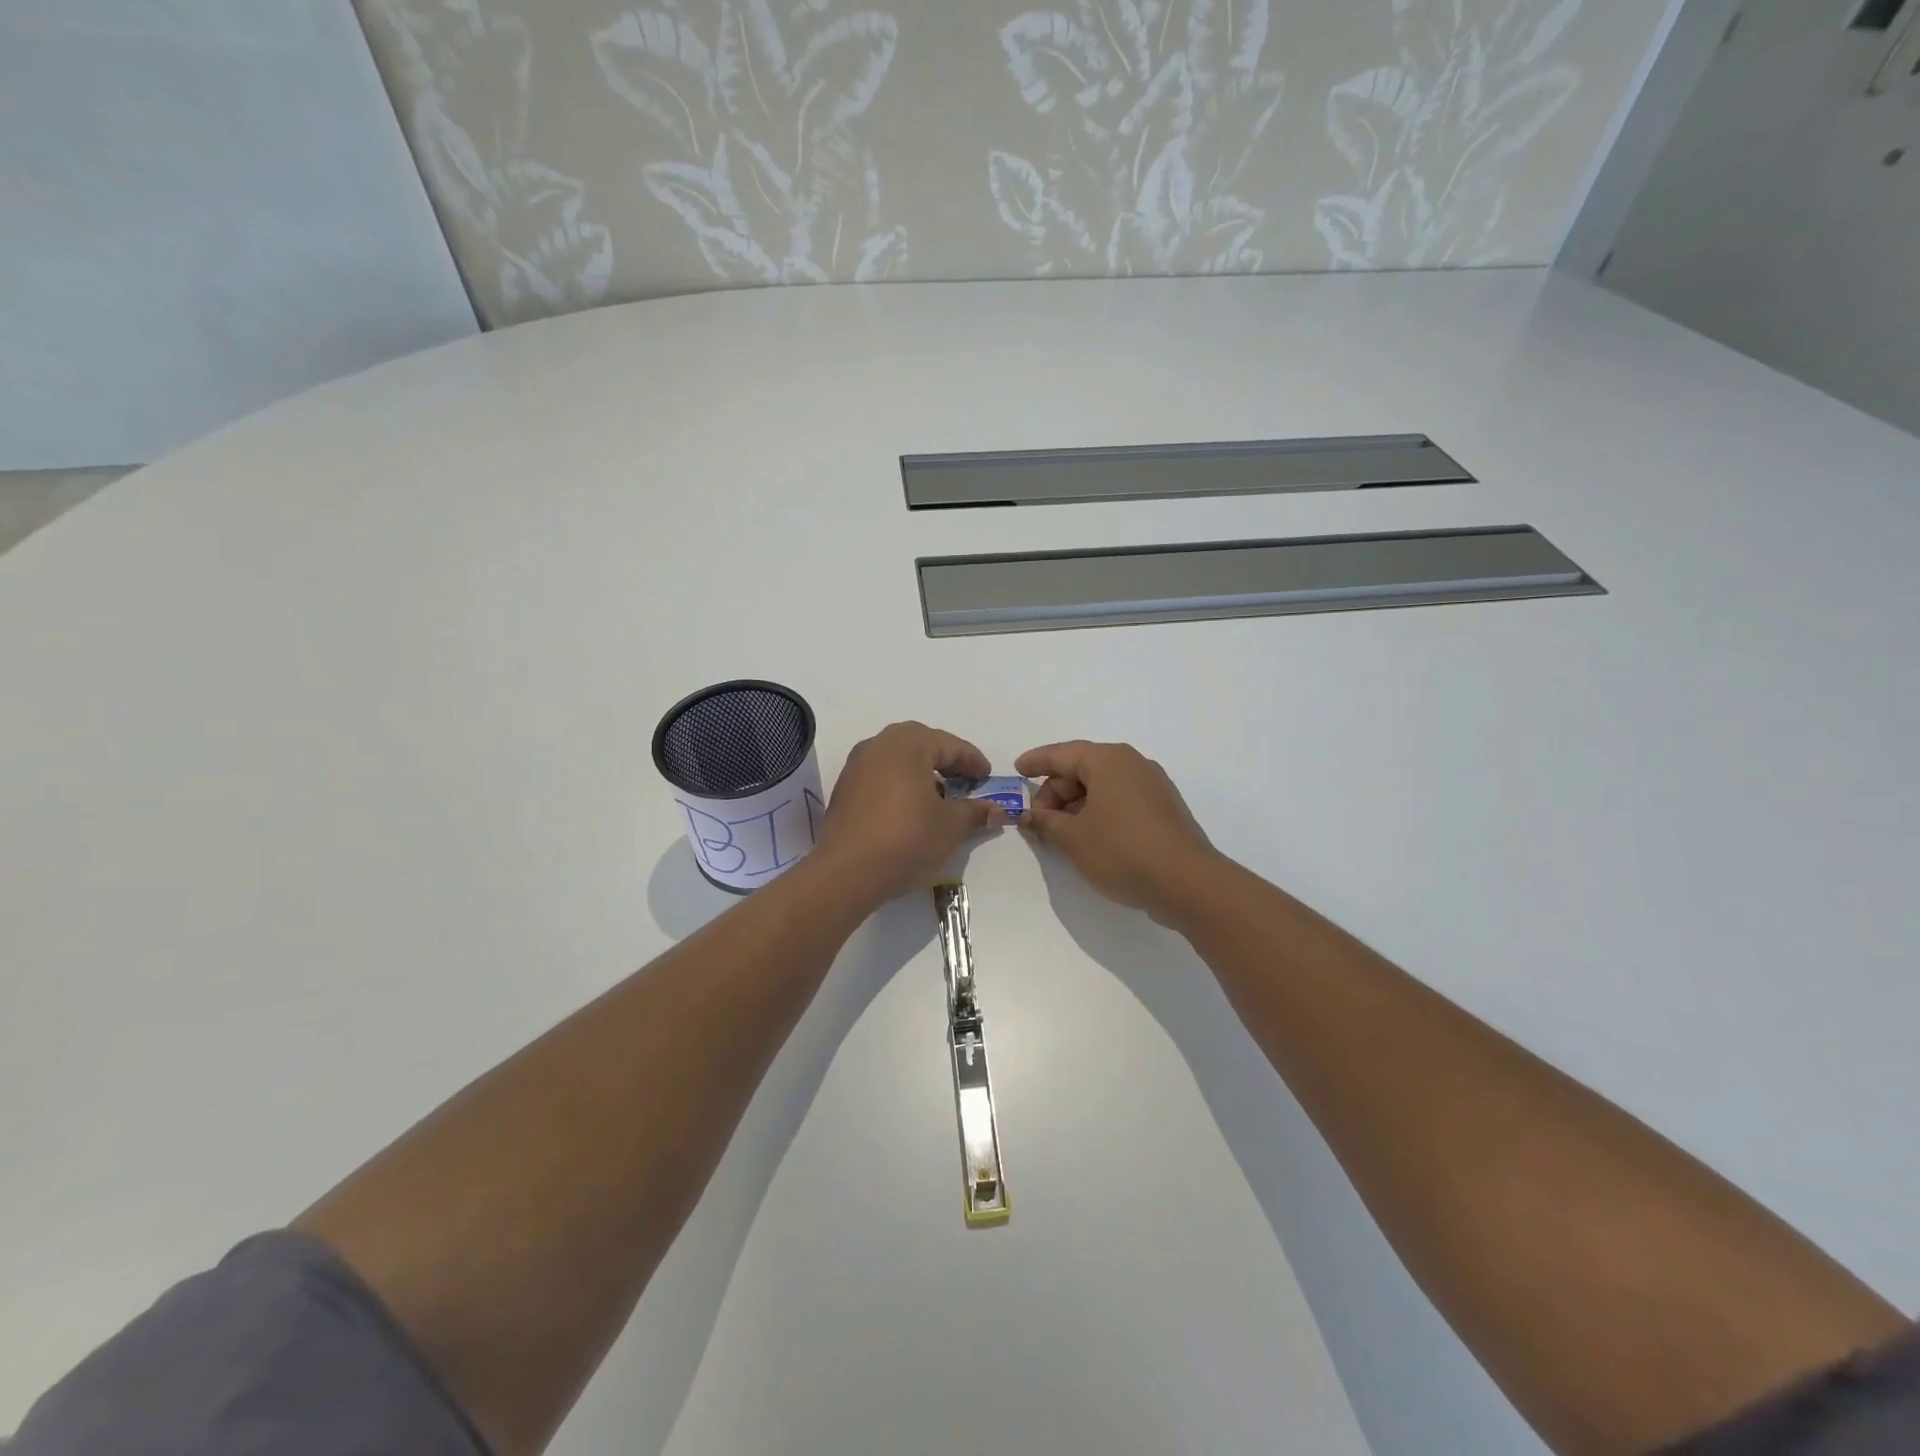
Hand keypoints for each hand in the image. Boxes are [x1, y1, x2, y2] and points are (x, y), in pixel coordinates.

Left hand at [817, 722, 1005, 903]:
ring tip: (941, 800)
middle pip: (922, 747)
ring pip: (899, 762)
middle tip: (967, 784)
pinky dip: (901, 787)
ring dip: (923, 776)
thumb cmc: (906, 838)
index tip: (988, 778)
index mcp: (908, 742)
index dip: (973, 762)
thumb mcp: (951, 826)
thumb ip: (975, 812)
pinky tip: (912, 811)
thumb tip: (997, 810)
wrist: (846, 872)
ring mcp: (856, 766)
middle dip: (947, 764)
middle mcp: (879, 744)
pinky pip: (881, 778)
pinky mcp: (844, 789)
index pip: (950, 745)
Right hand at [1015, 740, 1220, 921]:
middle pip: (1082, 769)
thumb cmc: (1122, 851)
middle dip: (1055, 792)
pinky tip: (1089, 838)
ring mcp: (1153, 786)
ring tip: (1060, 834)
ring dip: (1077, 806)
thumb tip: (1028, 816)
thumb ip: (1045, 823)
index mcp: (1109, 760)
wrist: (1187, 883)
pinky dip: (1099, 812)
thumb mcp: (1073, 839)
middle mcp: (1133, 764)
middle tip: (1038, 821)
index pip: (1063, 754)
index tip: (1017, 769)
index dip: (1037, 761)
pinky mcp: (1163, 809)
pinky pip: (1121, 800)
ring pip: (1102, 786)